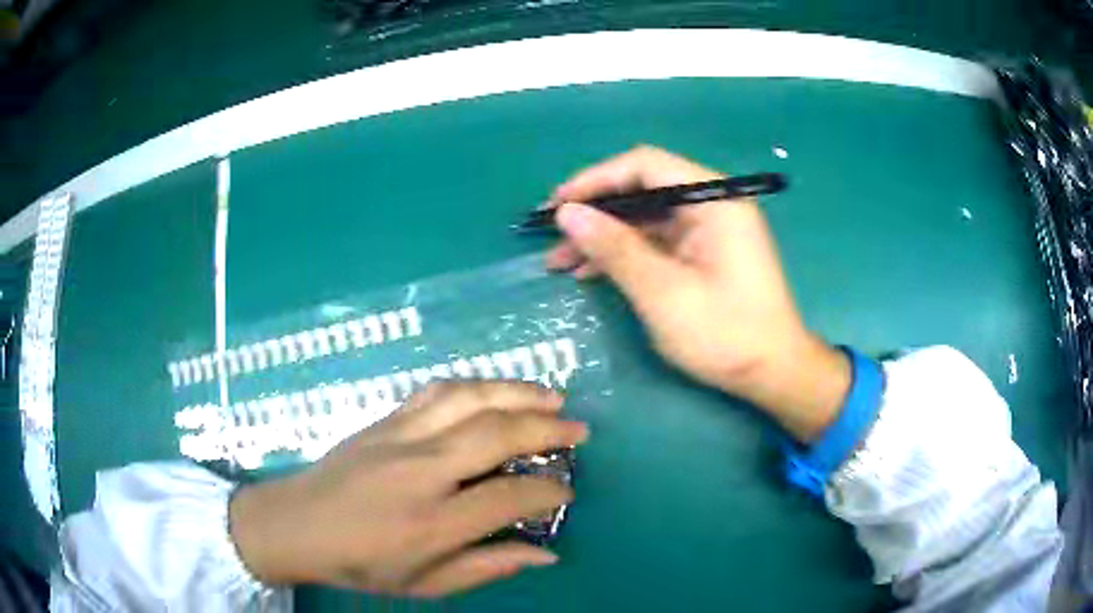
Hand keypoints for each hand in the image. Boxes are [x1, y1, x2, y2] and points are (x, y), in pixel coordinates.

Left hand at [229, 381, 587, 596]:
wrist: (297, 524)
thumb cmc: (362, 563)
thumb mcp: (426, 584)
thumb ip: (487, 567)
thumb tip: (546, 554)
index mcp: (431, 523)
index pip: (508, 496)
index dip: (547, 492)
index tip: (565, 492)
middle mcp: (420, 472)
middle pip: (495, 434)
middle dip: (546, 429)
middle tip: (579, 432)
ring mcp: (399, 437)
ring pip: (469, 400)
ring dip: (517, 393)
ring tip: (552, 398)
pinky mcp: (384, 420)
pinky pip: (437, 391)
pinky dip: (476, 386)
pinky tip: (496, 391)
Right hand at [546, 146, 848, 441]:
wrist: (772, 372)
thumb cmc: (725, 334)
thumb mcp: (663, 293)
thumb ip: (615, 248)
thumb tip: (567, 213)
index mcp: (714, 201)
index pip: (646, 165)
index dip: (596, 178)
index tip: (558, 204)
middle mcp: (712, 205)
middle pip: (643, 189)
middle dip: (595, 211)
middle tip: (552, 235)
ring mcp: (708, 230)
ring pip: (645, 218)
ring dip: (604, 236)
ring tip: (559, 260)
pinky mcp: (703, 253)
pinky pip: (656, 241)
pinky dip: (624, 253)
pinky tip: (590, 271)